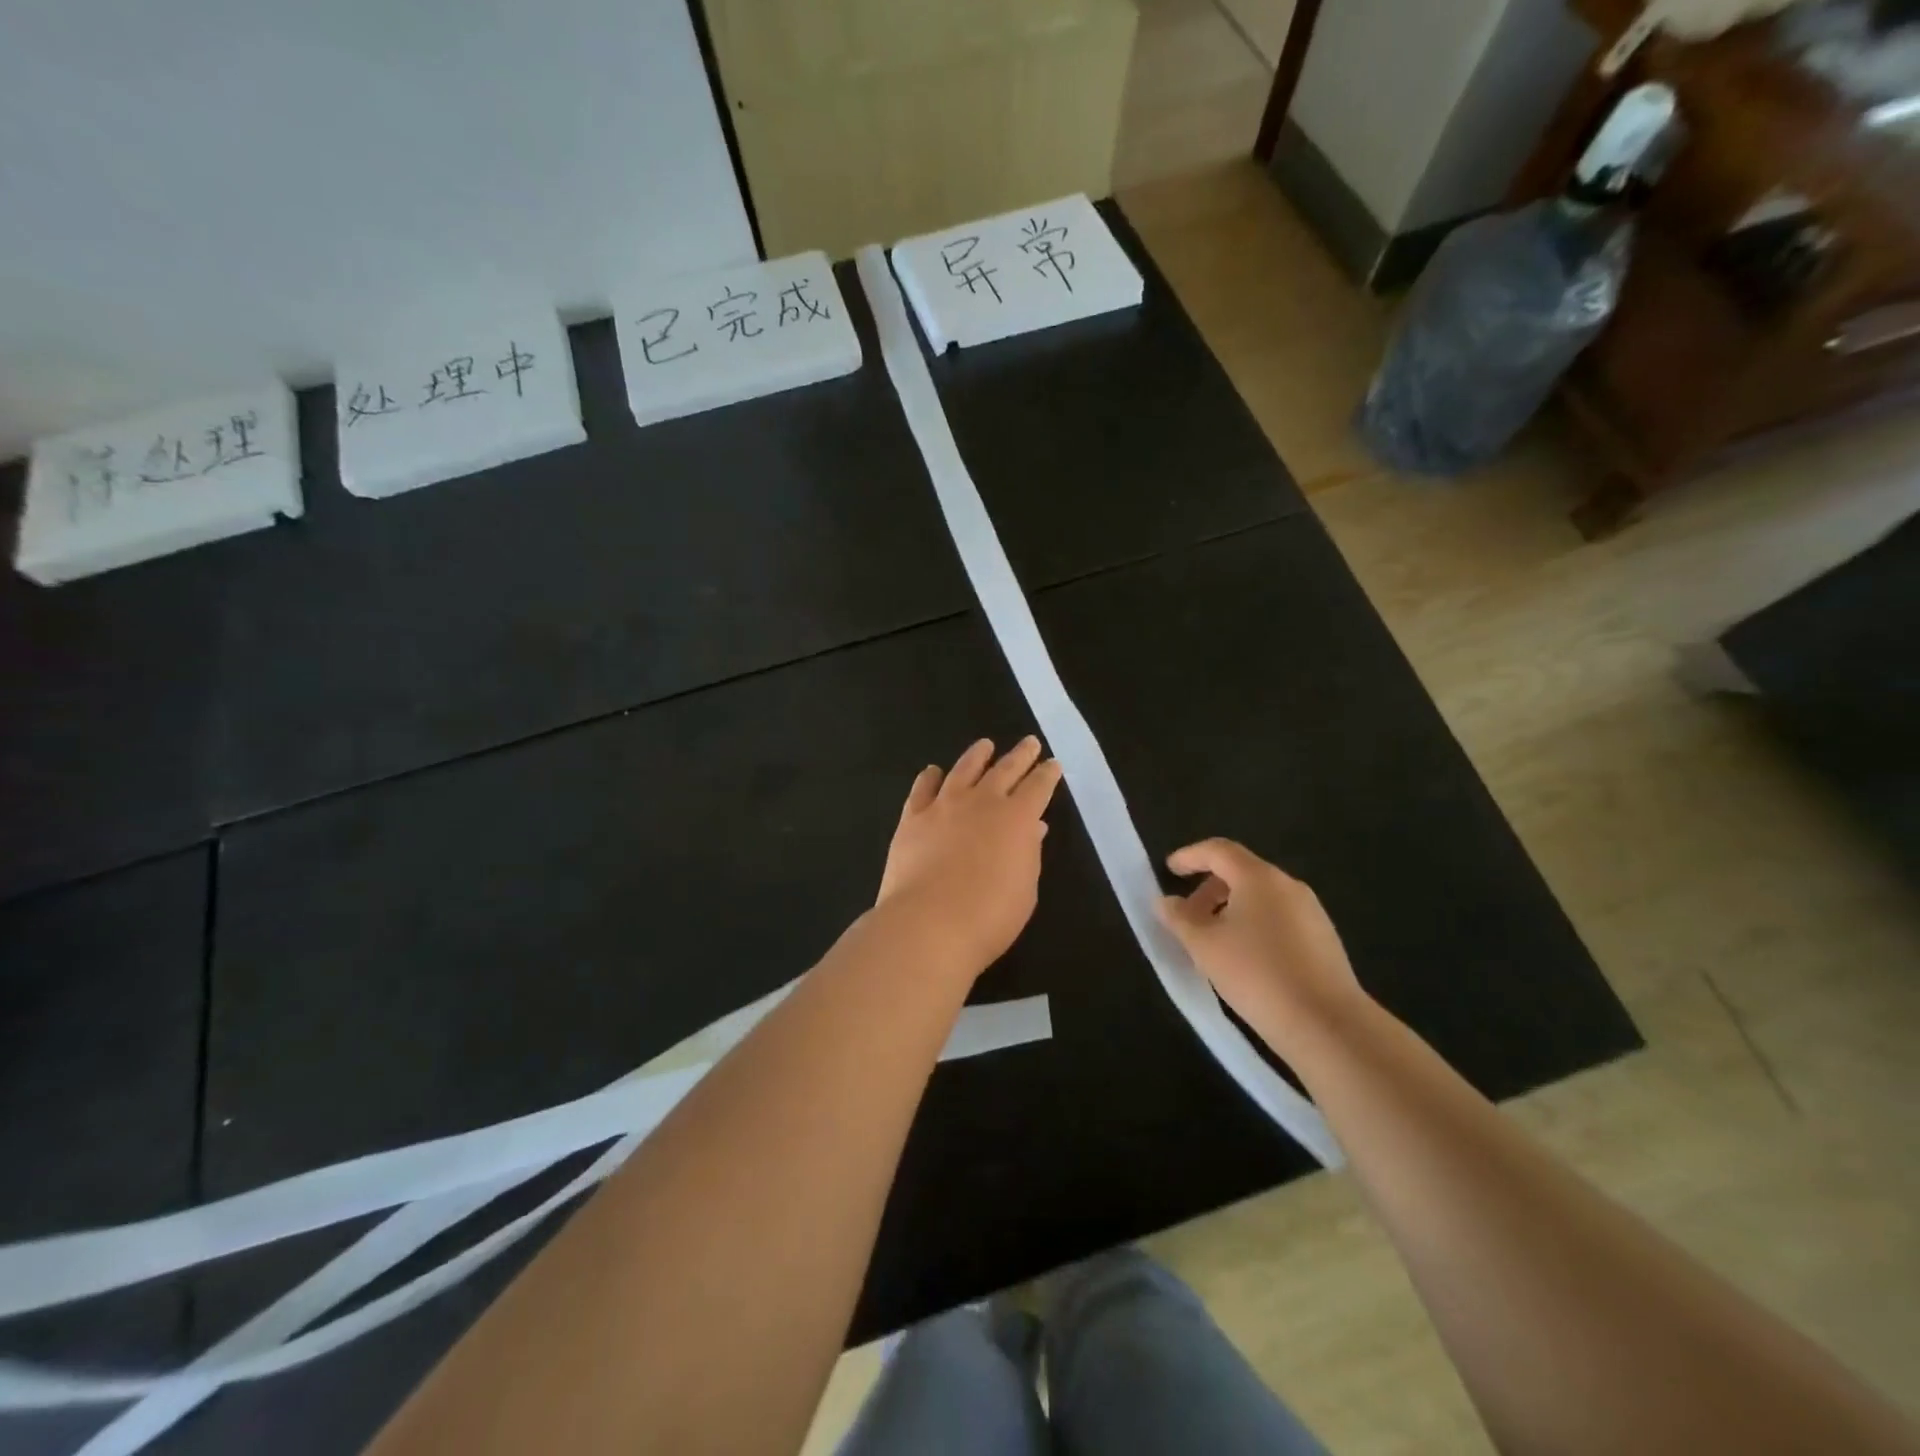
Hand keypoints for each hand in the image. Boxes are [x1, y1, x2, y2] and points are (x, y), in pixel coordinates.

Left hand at [876, 737, 1063, 977]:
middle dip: (1020, 755)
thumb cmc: (989, 916)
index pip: (1038, 787)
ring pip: (964, 770)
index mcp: (1017, 819)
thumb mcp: (1025, 889)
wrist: (929, 923)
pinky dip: (930, 777)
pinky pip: (922, 789)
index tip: (1052, 764)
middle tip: (1029, 742)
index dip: (1047, 774)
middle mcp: (982, 802)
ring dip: (977, 756)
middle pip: (1005, 769)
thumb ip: (1029, 854)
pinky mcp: (912, 818)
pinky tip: (933, 772)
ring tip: (985, 745)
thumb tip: (1033, 828)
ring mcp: (944, 806)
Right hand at [1155, 838, 1365, 1047]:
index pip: (1219, 850)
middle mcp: (1288, 886)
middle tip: (1187, 917)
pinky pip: (1279, 919)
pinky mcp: (1324, 940)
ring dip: (1231, 910)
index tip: (1170, 869)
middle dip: (1209, 889)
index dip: (1190, 856)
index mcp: (1258, 878)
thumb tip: (1165, 901)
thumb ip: (1179, 918)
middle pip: (1241, 873)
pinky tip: (1245, 960)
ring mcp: (1311, 912)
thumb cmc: (1255, 974)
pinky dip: (1254, 926)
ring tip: (1213, 943)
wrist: (1326, 1024)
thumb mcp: (1204, 946)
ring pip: (1261, 898)